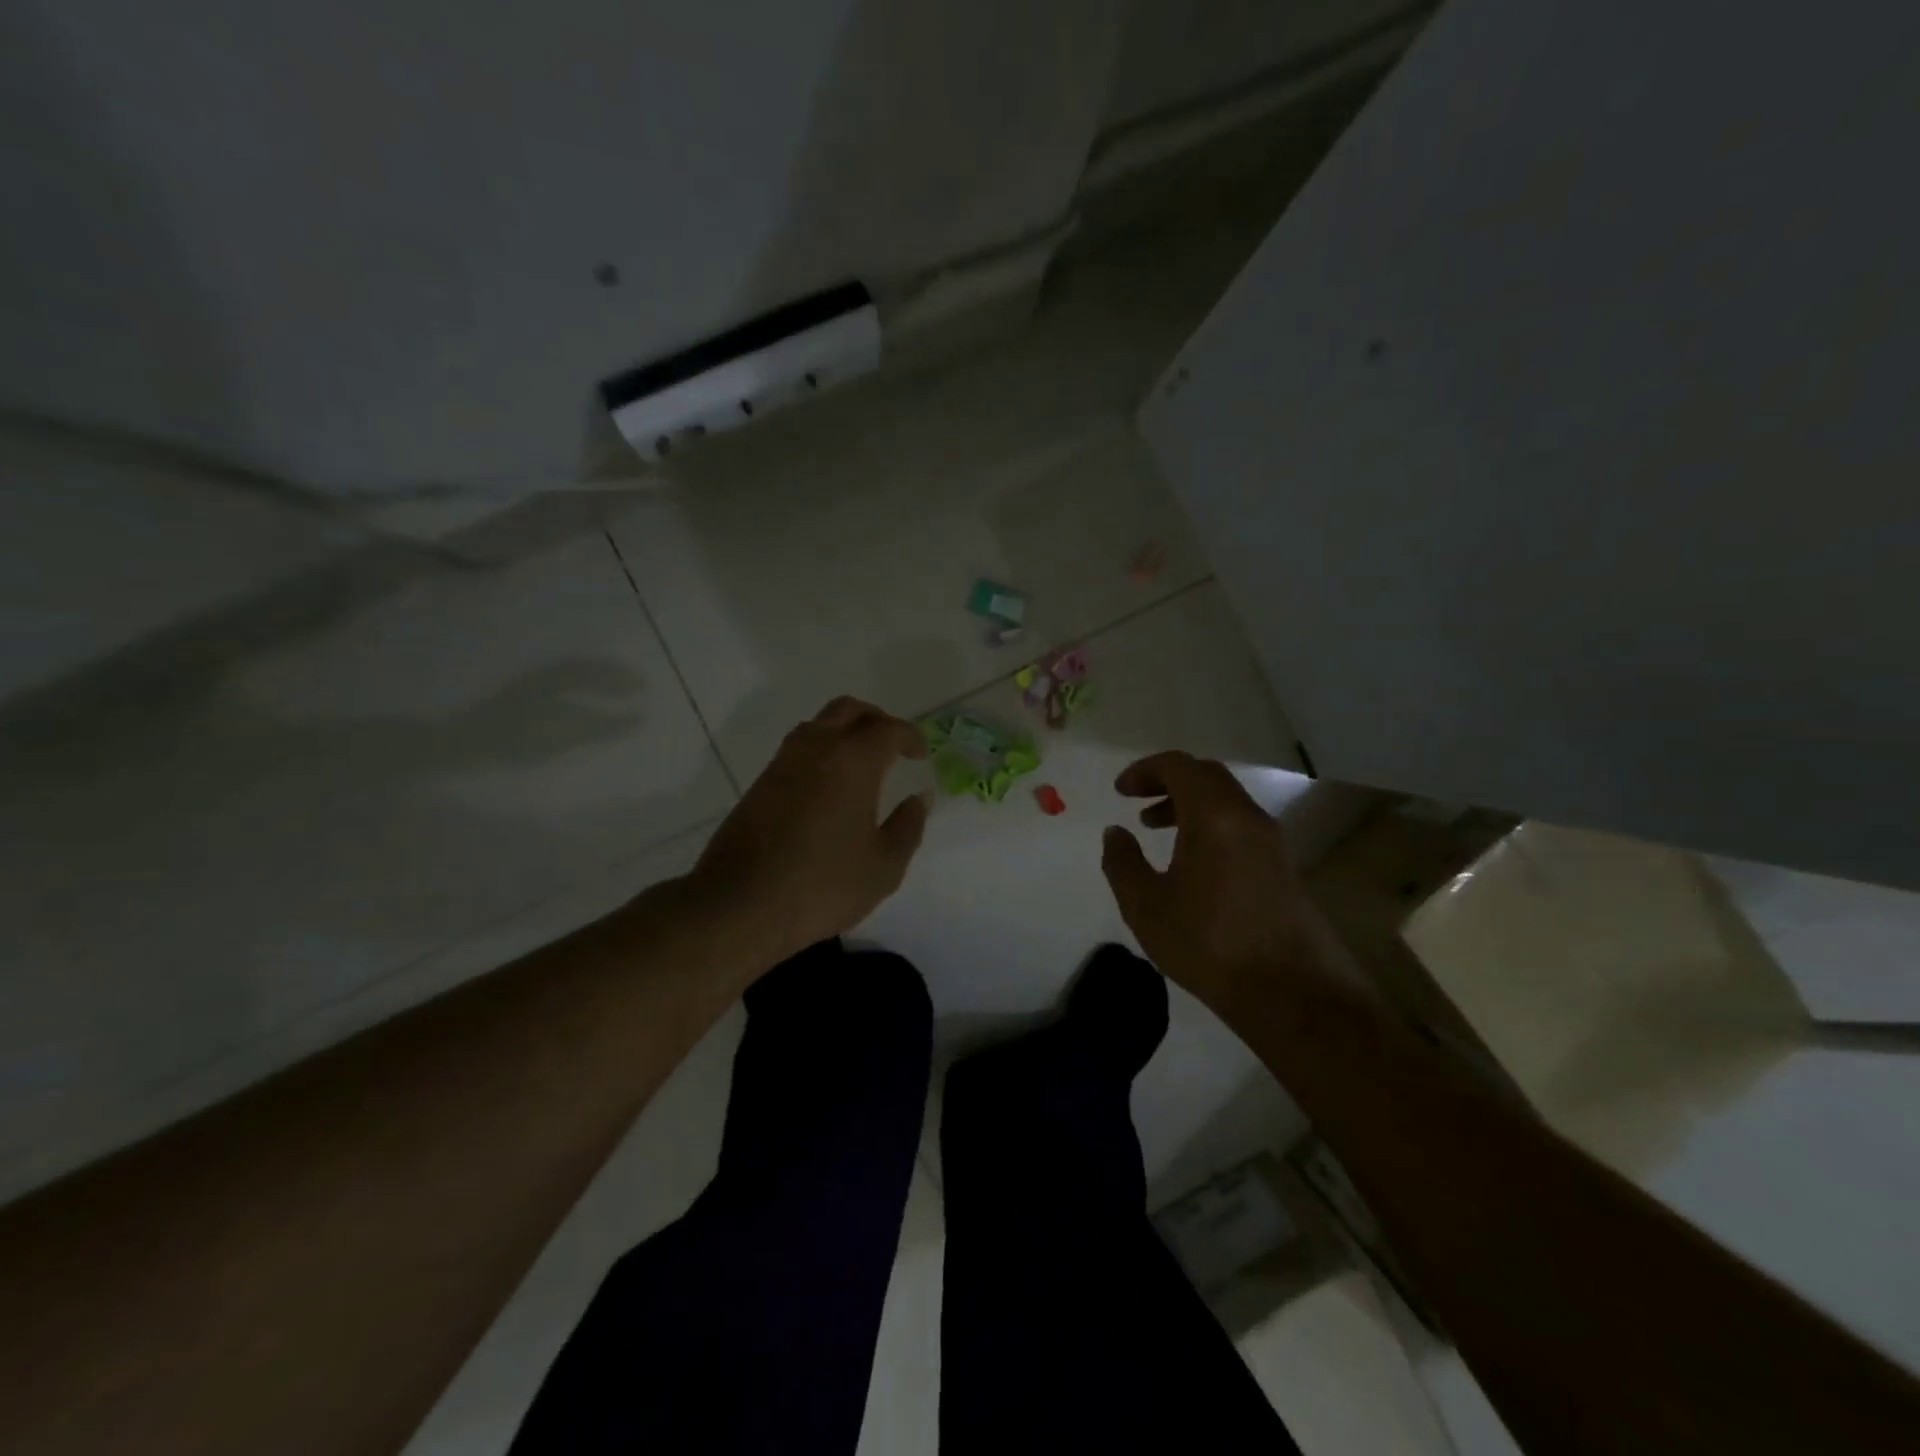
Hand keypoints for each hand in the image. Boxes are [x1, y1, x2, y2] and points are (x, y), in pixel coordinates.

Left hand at [689, 697, 929, 968]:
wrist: (739, 905)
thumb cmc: (822, 886)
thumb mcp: (883, 867)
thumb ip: (907, 827)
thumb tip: (918, 799)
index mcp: (852, 761)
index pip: (887, 729)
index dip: (910, 737)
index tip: (921, 755)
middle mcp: (816, 748)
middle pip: (849, 710)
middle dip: (877, 720)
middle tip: (894, 746)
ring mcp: (782, 763)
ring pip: (819, 724)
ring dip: (845, 731)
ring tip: (863, 764)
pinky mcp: (761, 783)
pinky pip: (799, 748)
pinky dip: (822, 751)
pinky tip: (830, 786)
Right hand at [1100, 751, 1333, 1011]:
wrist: (1293, 995)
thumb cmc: (1209, 944)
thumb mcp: (1146, 906)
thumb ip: (1122, 863)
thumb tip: (1115, 833)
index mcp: (1215, 816)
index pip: (1179, 766)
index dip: (1145, 770)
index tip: (1120, 791)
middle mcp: (1248, 817)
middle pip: (1207, 776)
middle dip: (1167, 781)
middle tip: (1137, 801)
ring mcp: (1273, 841)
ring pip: (1226, 801)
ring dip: (1189, 804)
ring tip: (1156, 828)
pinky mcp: (1284, 866)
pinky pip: (1241, 825)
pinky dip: (1210, 824)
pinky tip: (1192, 862)